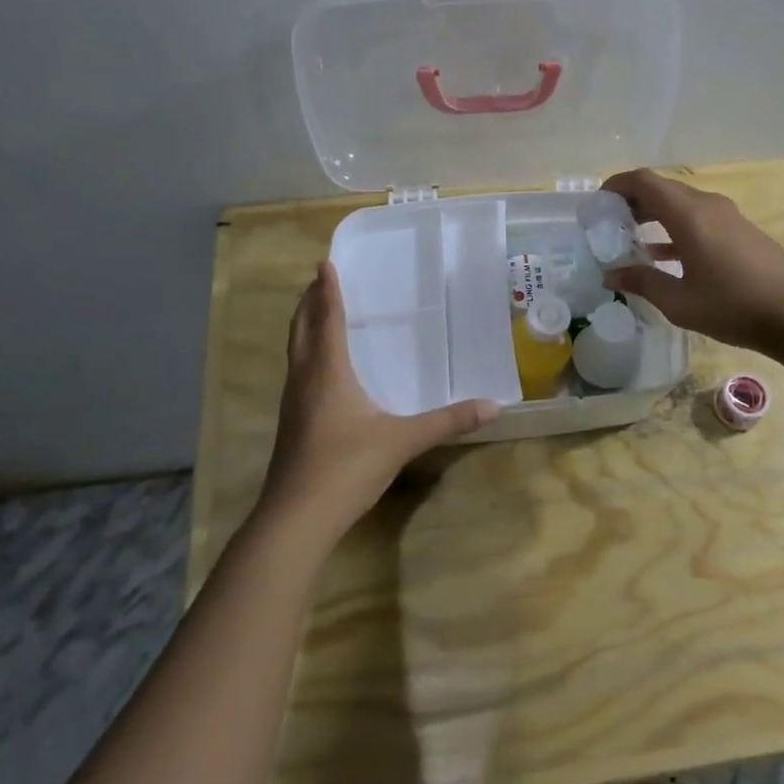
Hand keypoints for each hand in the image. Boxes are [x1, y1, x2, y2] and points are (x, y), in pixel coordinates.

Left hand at [256, 262, 498, 551]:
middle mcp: (304, 380)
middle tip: (319, 281)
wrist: (296, 519)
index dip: (327, 291)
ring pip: (295, 352)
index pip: (327, 320)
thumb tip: (493, 407)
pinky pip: (297, 373)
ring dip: (303, 327)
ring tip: (316, 314)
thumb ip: (447, 422)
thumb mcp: (402, 441)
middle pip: (301, 330)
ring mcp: (292, 403)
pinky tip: (320, 370)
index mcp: (328, 372)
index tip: (324, 264)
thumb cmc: (346, 467)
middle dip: (308, 303)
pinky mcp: (290, 424)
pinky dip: (306, 354)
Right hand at [600, 169, 783, 356]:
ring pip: (680, 204)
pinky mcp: (740, 232)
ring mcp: (727, 217)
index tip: (596, 204)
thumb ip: (642, 283)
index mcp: (689, 214)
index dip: (616, 186)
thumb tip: (610, 274)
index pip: (644, 181)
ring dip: (653, 215)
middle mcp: (708, 206)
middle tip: (607, 225)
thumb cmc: (735, 306)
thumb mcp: (680, 302)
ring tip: (628, 239)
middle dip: (631, 202)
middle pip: (662, 189)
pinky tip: (661, 255)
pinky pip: (697, 219)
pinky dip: (674, 228)